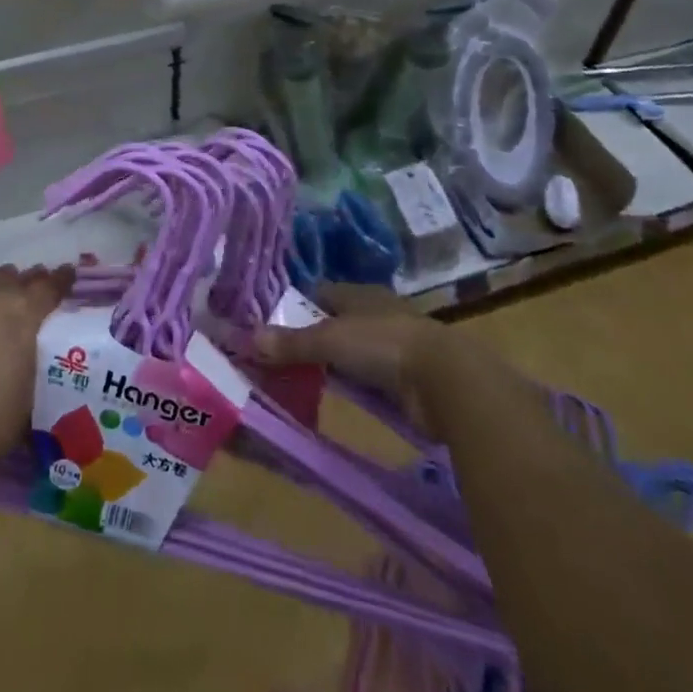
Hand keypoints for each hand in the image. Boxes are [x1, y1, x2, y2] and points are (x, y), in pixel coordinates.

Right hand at [252, 282, 447, 424]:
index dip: (296, 306)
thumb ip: (291, 342)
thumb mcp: (330, 340)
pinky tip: (334, 397)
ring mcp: (391, 347)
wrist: (446, 381)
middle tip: (277, 358)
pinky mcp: (404, 380)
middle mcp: (374, 315)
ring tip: (298, 380)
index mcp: (359, 294)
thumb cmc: (383, 344)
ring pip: (350, 354)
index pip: (320, 293)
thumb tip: (246, 339)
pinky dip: (350, 387)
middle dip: (310, 339)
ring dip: (330, 366)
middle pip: (334, 324)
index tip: (270, 325)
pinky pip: (366, 382)